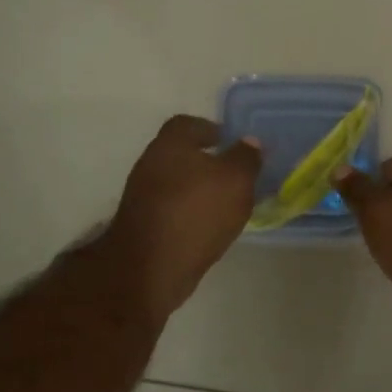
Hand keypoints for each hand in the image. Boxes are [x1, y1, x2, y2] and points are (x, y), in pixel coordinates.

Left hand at [104, 116, 261, 317]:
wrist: (151, 267)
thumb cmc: (196, 212)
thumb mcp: (236, 180)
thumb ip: (245, 158)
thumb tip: (250, 142)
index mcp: (170, 145)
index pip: (187, 124)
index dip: (209, 129)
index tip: (228, 140)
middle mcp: (150, 164)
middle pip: (179, 154)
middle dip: (205, 161)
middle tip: (232, 174)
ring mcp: (142, 196)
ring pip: (175, 183)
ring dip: (197, 189)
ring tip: (225, 203)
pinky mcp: (142, 225)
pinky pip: (171, 209)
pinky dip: (188, 212)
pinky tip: (207, 226)